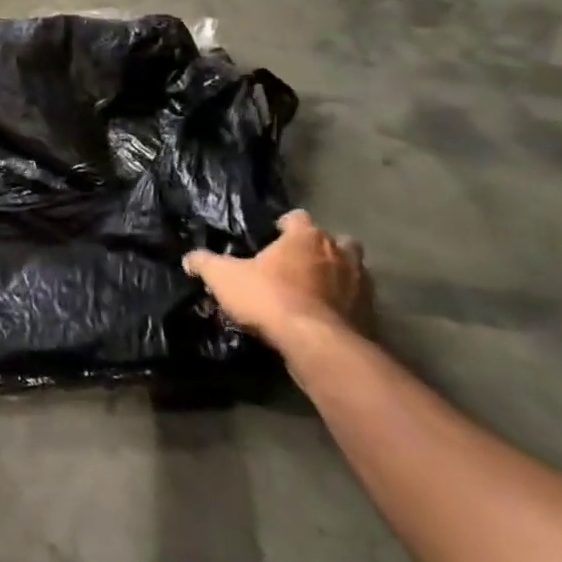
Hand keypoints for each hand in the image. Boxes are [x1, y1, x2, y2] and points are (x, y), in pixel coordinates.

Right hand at [185, 210, 373, 346]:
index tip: (272, 236)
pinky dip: (345, 306)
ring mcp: (361, 285)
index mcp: (306, 237)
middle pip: (337, 241)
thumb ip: (205, 263)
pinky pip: (357, 303)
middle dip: (323, 248)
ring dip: (338, 277)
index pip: (298, 217)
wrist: (316, 345)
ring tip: (314, 291)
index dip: (284, 225)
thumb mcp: (224, 278)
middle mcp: (339, 253)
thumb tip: (190, 258)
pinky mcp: (372, 315)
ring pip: (353, 271)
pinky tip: (324, 318)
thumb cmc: (269, 298)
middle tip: (299, 262)